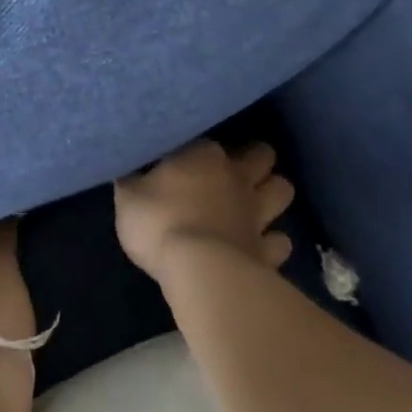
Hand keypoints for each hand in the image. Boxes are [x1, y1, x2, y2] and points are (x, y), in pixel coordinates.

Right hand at [115, 138, 294, 283]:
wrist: (199, 271)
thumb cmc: (159, 223)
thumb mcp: (128, 196)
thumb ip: (133, 179)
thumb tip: (130, 168)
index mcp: (204, 156)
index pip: (211, 140)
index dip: (203, 150)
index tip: (190, 160)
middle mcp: (237, 177)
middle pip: (263, 155)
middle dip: (256, 160)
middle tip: (238, 170)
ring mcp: (258, 213)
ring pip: (283, 190)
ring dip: (272, 193)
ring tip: (257, 202)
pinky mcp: (268, 250)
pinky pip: (281, 241)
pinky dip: (274, 242)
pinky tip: (261, 246)